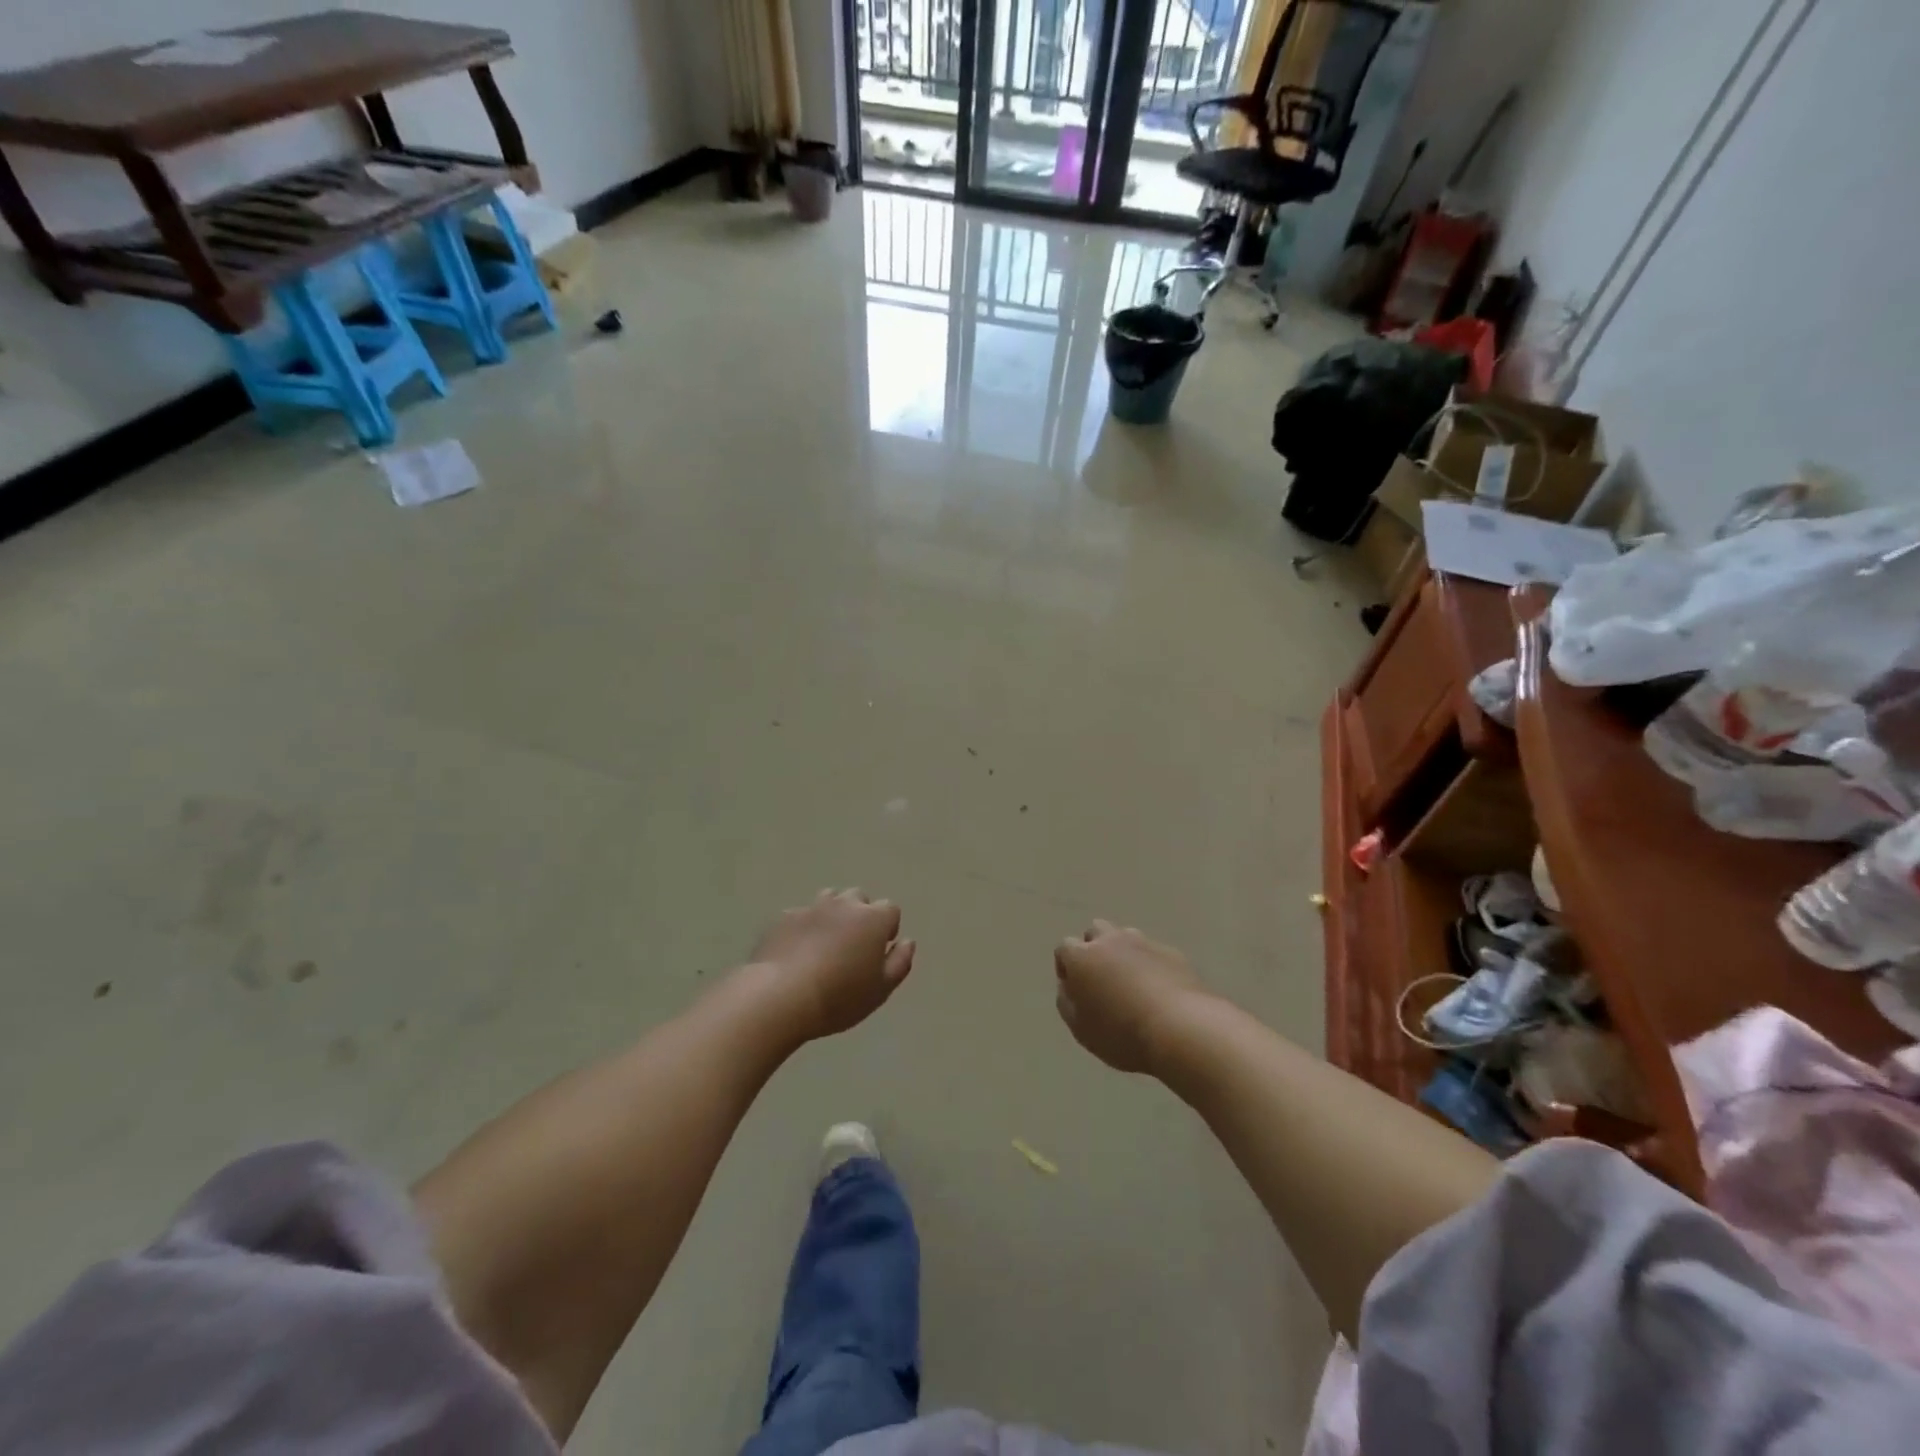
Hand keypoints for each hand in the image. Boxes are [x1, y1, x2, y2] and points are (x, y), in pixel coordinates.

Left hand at [748, 889, 915, 1041]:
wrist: (780, 996)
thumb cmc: (839, 997)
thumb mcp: (881, 990)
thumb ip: (900, 962)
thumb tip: (907, 942)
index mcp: (873, 919)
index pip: (890, 909)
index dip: (887, 928)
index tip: (879, 950)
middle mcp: (844, 904)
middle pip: (859, 898)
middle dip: (860, 916)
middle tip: (852, 947)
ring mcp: (811, 908)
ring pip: (829, 900)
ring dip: (832, 915)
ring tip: (825, 944)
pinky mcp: (783, 917)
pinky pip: (801, 915)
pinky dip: (804, 927)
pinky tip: (796, 952)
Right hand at [1055, 920, 1207, 1074]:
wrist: (1181, 1029)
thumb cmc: (1122, 1033)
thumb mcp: (1081, 1029)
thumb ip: (1067, 1003)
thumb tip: (1068, 987)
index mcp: (1082, 957)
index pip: (1065, 948)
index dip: (1067, 967)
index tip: (1074, 989)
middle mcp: (1110, 941)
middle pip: (1095, 931)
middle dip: (1094, 949)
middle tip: (1101, 978)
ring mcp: (1143, 943)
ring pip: (1125, 937)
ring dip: (1122, 953)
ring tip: (1131, 983)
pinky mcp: (1172, 952)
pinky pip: (1153, 953)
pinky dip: (1150, 965)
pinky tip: (1158, 990)